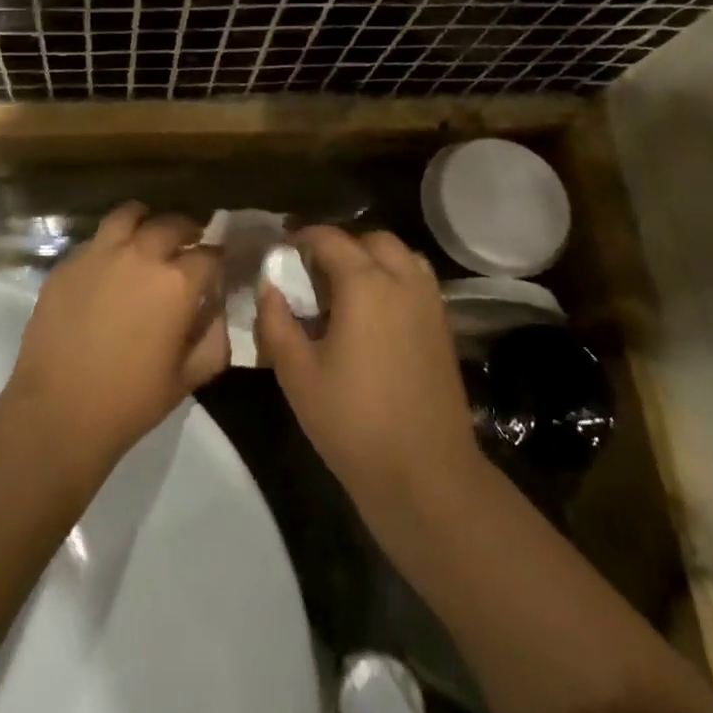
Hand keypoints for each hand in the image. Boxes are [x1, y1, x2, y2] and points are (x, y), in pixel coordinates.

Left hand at [6, 203, 227, 469]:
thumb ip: (214, 339)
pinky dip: (111, 243)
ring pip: (129, 215)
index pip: (211, 255)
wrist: (58, 411)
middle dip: (187, 233)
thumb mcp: (189, 377)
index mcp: (177, 282)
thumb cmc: (131, 400)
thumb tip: (215, 311)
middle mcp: (140, 255)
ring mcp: (99, 253)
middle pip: (173, 224)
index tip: (216, 274)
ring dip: (145, 221)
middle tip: (187, 248)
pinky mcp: (68, 263)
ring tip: (147, 237)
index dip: (218, 263)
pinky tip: (110, 265)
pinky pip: (96, 239)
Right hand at [256, 227, 478, 518]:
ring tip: (344, 290)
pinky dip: (393, 279)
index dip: (302, 238)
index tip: (281, 252)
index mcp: (365, 284)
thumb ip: (276, 322)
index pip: (330, 239)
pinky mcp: (443, 328)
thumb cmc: (352, 421)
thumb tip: (269, 286)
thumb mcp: (296, 373)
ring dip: (372, 259)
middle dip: (340, 246)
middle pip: (372, 240)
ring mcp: (429, 304)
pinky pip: (417, 282)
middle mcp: (403, 281)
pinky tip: (372, 315)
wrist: (425, 474)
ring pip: (402, 257)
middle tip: (312, 272)